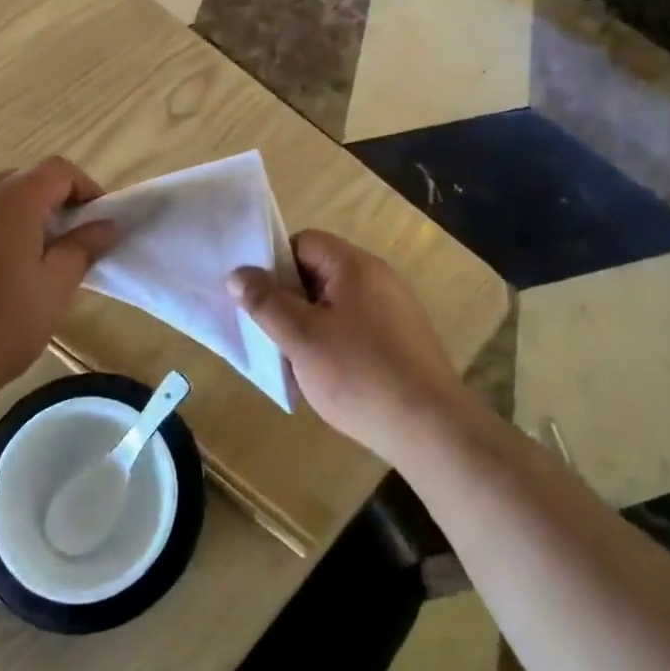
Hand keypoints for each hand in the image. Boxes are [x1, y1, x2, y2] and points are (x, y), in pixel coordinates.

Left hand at [0, 157, 115, 402]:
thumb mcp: (52, 292)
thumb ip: (81, 250)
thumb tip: (104, 226)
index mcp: (7, 203)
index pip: (56, 170)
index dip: (84, 188)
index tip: (95, 222)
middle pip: (18, 182)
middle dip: (46, 205)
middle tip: (59, 248)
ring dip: (9, 223)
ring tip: (15, 270)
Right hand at [228, 230, 460, 460]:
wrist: (431, 429)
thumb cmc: (359, 374)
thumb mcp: (301, 337)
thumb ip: (266, 302)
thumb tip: (238, 273)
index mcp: (355, 265)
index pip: (303, 242)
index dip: (274, 264)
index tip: (257, 298)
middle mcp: (378, 278)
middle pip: (319, 272)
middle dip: (289, 300)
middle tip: (269, 333)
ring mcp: (394, 309)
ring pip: (335, 304)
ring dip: (309, 325)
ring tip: (294, 360)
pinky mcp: (402, 340)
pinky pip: (356, 327)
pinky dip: (334, 343)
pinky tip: (327, 376)